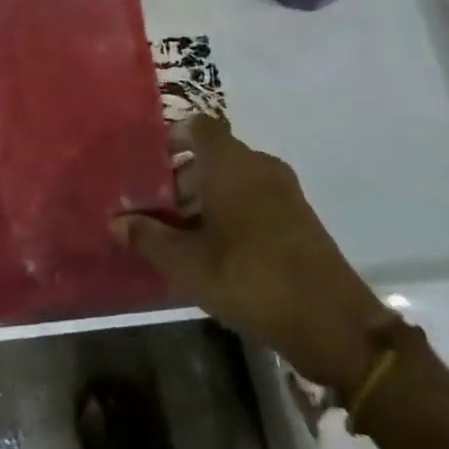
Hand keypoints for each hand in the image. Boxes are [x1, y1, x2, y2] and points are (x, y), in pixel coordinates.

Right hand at [113, 117, 389, 392]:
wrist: (333, 322)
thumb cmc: (250, 279)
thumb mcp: (188, 264)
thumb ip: (149, 238)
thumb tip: (115, 223)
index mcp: (230, 164)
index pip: (197, 127)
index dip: (171, 137)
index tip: (148, 163)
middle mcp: (258, 165)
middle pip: (213, 154)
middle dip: (181, 176)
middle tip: (154, 208)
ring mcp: (284, 190)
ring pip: (234, 177)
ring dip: (206, 197)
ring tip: (179, 232)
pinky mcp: (298, 216)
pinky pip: (255, 197)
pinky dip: (231, 210)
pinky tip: (215, 248)